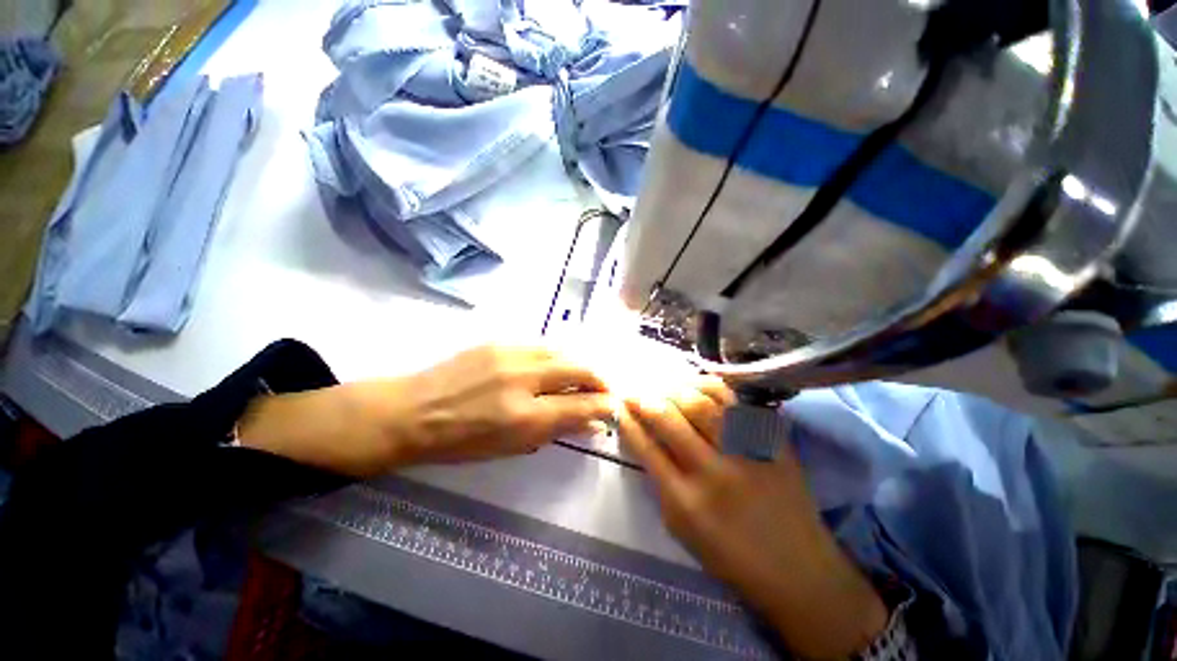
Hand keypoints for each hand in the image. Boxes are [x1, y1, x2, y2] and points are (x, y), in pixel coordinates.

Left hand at [239, 345, 613, 476]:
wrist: (412, 411)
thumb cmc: (460, 442)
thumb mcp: (511, 447)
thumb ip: (556, 430)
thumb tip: (593, 423)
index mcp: (524, 416)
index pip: (581, 406)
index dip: (605, 405)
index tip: (614, 407)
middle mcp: (523, 379)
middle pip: (579, 369)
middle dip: (600, 379)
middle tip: (605, 389)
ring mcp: (511, 354)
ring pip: (563, 352)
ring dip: (579, 365)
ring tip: (583, 377)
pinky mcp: (500, 341)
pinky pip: (542, 346)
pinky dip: (557, 357)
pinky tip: (555, 366)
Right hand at [619, 381, 887, 659]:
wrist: (797, 568)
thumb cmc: (730, 555)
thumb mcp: (681, 529)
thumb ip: (659, 482)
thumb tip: (642, 438)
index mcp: (686, 501)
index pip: (646, 447)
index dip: (628, 421)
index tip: (619, 406)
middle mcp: (714, 472)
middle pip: (669, 418)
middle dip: (643, 399)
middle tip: (634, 392)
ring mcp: (746, 453)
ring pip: (700, 403)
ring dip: (673, 389)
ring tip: (662, 386)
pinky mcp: (771, 441)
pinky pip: (735, 401)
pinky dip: (711, 386)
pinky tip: (696, 384)